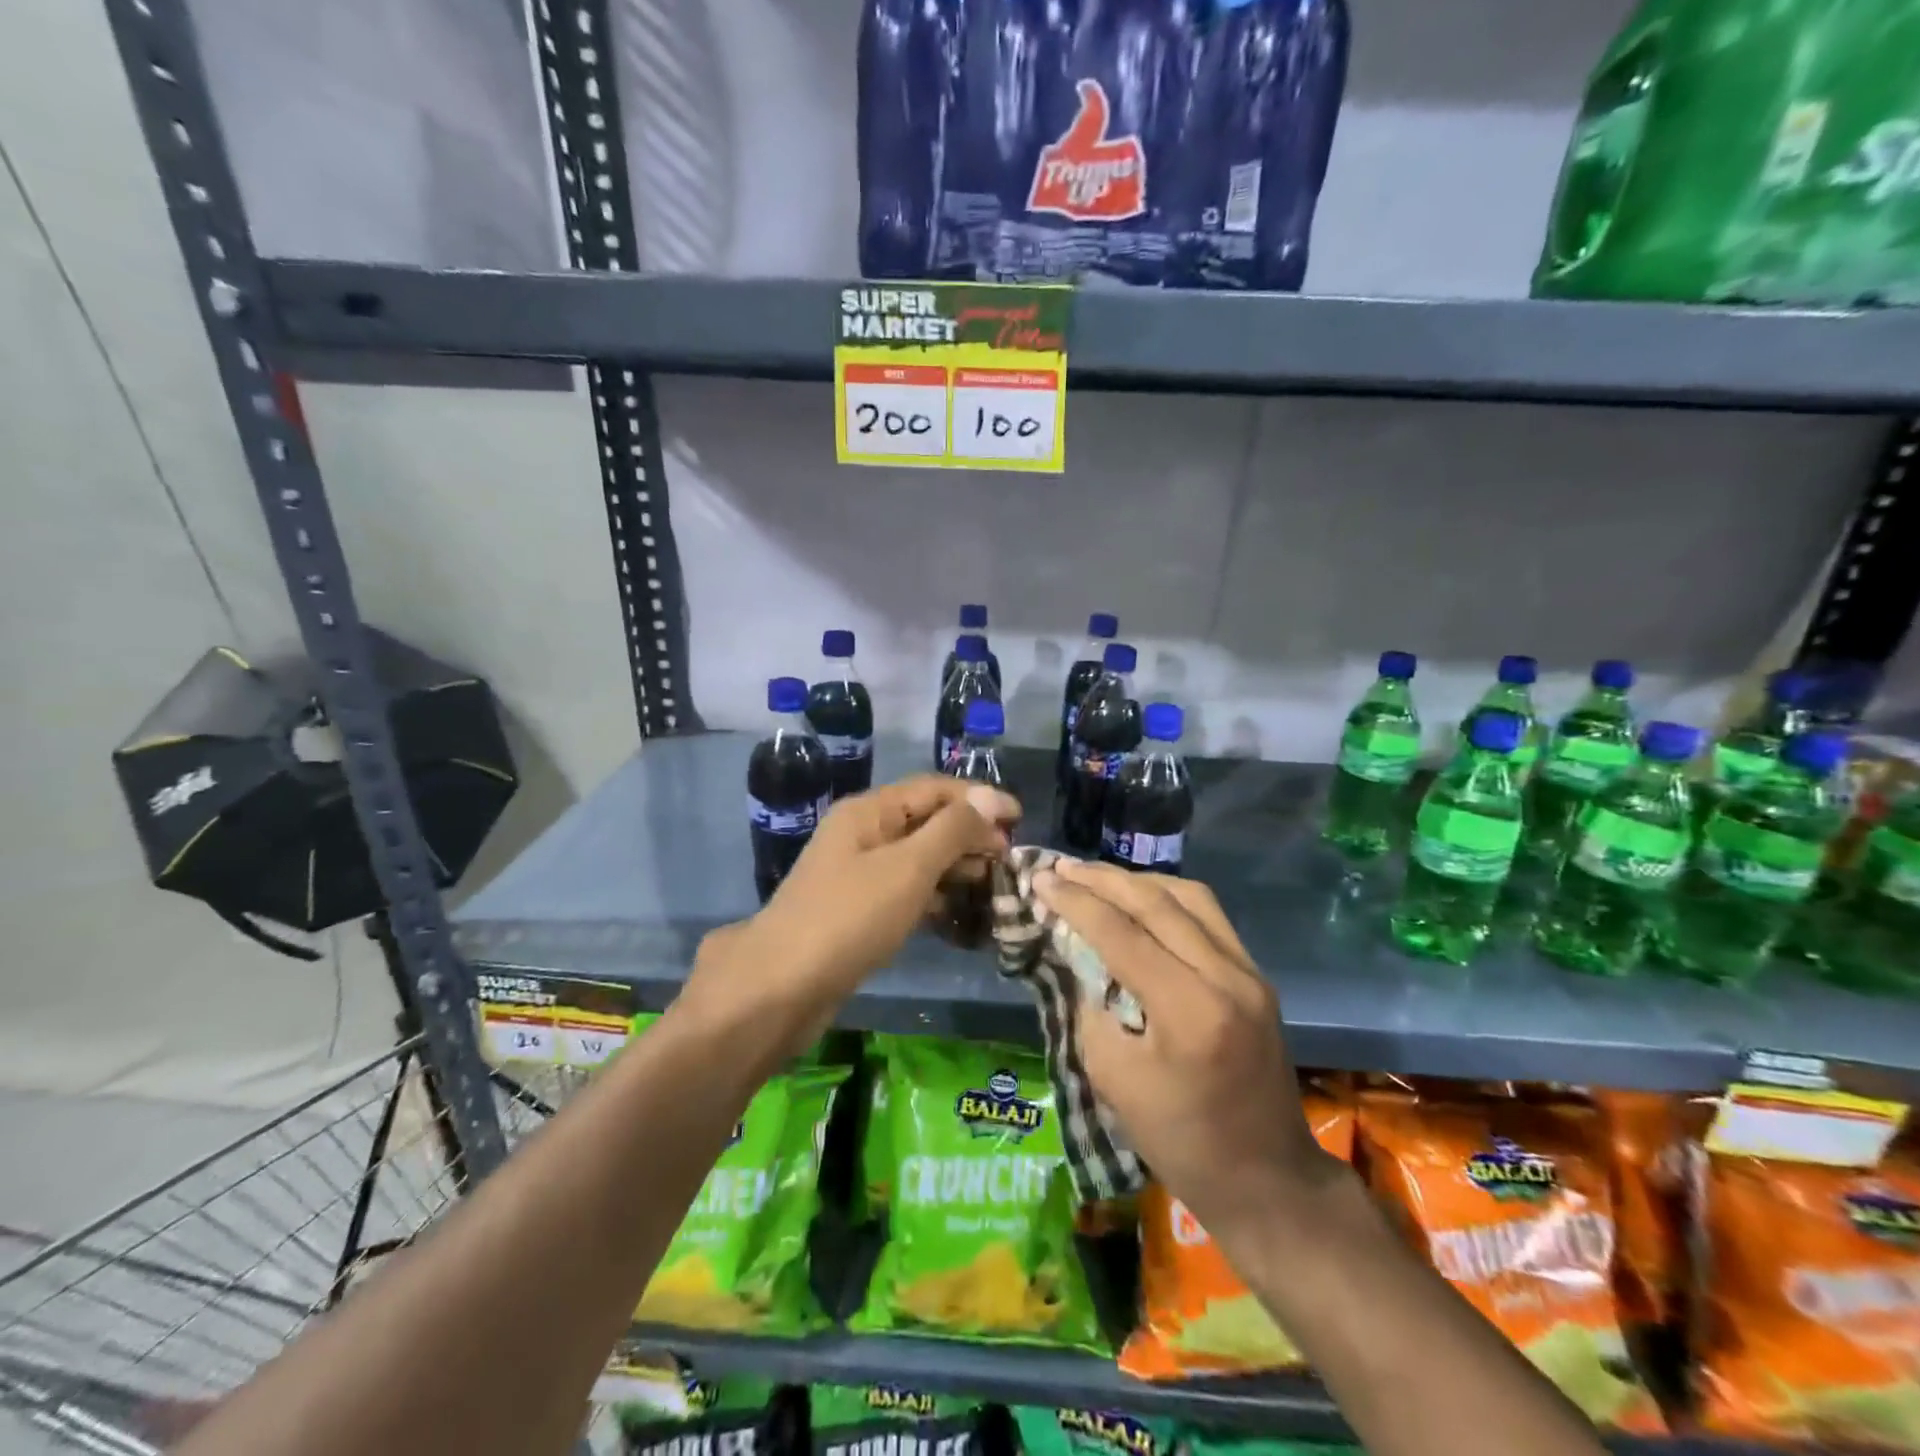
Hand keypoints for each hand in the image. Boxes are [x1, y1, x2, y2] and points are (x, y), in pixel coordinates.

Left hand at [685, 777, 1019, 1054]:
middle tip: (1009, 859)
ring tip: (993, 884)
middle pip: (926, 820)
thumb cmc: (850, 916)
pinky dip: (934, 895)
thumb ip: (952, 830)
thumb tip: (991, 797)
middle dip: (970, 834)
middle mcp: (862, 833)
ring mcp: (857, 872)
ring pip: (918, 857)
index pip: (934, 788)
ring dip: (955, 865)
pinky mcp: (858, 909)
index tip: (1020, 820)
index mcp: (869, 811)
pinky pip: (905, 889)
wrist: (782, 987)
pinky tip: (959, 913)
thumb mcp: (909, 867)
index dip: (979, 799)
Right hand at [1033, 860, 1336, 1245]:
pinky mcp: (1256, 976)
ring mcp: (1249, 972)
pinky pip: (1208, 915)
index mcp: (1190, 1010)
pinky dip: (1167, 897)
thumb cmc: (1181, 1141)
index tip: (1039, 880)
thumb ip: (1092, 1006)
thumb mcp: (1113, 1079)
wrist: (1267, 1180)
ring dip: (1137, 880)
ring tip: (1095, 877)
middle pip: (1157, 902)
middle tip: (1060, 867)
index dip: (1075, 902)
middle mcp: (1227, 976)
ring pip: (1189, 896)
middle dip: (1102, 879)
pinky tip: (1140, 899)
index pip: (1123, 933)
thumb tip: (1078, 955)